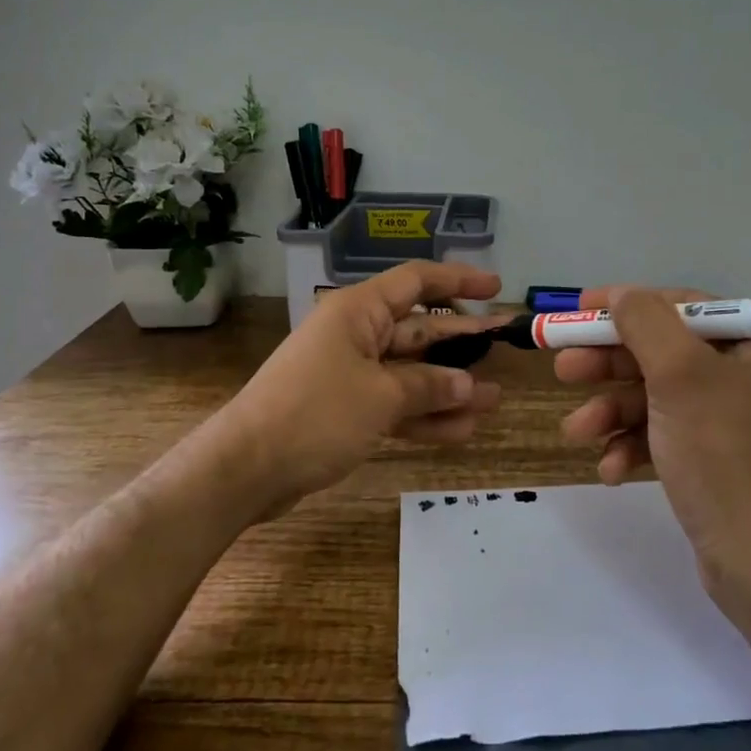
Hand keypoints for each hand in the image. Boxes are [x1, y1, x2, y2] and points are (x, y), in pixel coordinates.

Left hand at [209, 261, 504, 518]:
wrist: (245, 469)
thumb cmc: (315, 414)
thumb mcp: (380, 396)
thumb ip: (429, 386)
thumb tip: (469, 384)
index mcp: (359, 312)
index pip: (416, 281)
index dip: (458, 280)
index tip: (496, 287)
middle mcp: (356, 335)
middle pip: (419, 330)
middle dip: (461, 341)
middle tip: (505, 346)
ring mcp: (350, 374)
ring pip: (411, 372)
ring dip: (449, 386)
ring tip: (494, 399)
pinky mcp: (346, 410)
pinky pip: (395, 404)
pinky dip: (424, 416)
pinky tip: (463, 430)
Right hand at [557, 286, 750, 574]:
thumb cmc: (726, 456)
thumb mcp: (681, 375)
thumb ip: (645, 324)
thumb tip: (620, 294)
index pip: (682, 307)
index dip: (626, 305)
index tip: (578, 309)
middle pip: (664, 353)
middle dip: (610, 365)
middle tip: (563, 369)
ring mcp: (735, 423)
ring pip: (659, 399)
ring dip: (613, 412)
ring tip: (575, 432)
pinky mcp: (719, 463)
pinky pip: (668, 438)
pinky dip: (635, 447)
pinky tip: (609, 469)